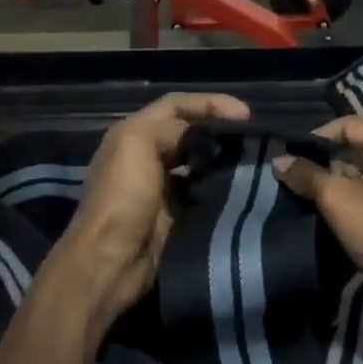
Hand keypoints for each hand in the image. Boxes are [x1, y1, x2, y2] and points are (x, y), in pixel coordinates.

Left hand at [48, 92, 250, 338]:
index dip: (209, 102)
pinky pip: (201, 192)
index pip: (175, 105)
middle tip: (251, 137)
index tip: (244, 113)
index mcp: (132, 134)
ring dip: (221, 159)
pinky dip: (219, 187)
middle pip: (187, 132)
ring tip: (251, 159)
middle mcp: (145, 156)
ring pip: (197, 162)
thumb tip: (200, 135)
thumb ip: (169, 128)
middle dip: (217, 130)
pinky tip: (239, 187)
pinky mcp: (173, 215)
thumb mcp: (137, 145)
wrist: (111, 261)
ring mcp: (159, 187)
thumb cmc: (122, 197)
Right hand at [272, 117, 362, 343]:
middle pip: (352, 148)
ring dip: (330, 184)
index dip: (315, 137)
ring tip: (299, 195)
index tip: (288, 156)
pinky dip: (344, 202)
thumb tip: (278, 160)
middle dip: (321, 162)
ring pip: (357, 174)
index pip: (346, 125)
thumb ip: (306, 175)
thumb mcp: (338, 198)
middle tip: (290, 177)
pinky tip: (320, 213)